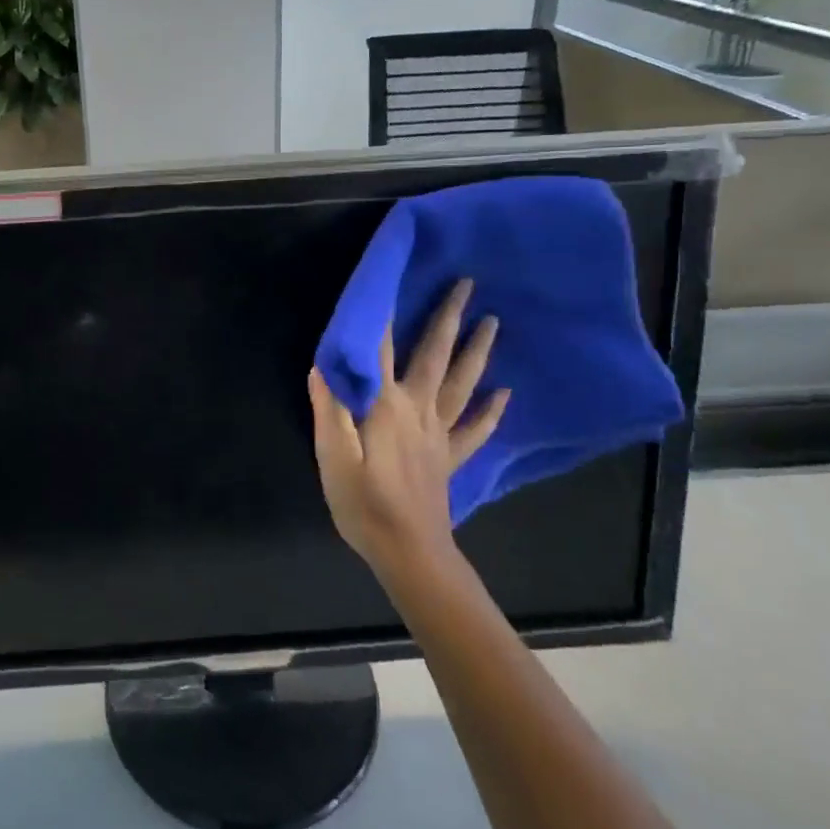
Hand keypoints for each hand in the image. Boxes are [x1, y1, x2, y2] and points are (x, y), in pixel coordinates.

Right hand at [309, 279, 508, 587]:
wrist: (409, 553)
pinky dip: (491, 411)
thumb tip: (324, 363)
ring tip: (493, 322)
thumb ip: (330, 407)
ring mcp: (439, 434)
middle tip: (466, 284)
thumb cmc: (363, 502)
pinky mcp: (449, 458)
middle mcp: (418, 409)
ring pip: (462, 383)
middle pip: (434, 355)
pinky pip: (475, 430)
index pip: (382, 349)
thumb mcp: (332, 454)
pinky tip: (505, 395)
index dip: (386, 312)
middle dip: (448, 317)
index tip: (394, 275)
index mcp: (386, 405)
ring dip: (477, 351)